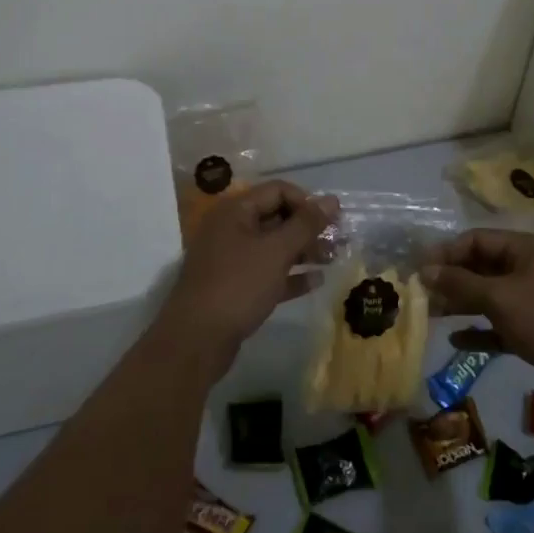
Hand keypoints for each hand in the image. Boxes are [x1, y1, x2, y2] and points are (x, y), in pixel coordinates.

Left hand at [158, 180, 336, 369]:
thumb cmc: (238, 285)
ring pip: (274, 247)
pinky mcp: (235, 287)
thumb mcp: (276, 251)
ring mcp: (231, 260)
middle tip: (338, 241)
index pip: (278, 191)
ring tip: (333, 260)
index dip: (307, 202)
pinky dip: (291, 275)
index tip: (332, 220)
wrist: (196, 341)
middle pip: (277, 218)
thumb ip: (306, 224)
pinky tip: (316, 282)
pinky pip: (268, 272)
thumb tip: (332, 200)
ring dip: (304, 251)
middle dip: (309, 228)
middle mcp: (231, 229)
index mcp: (235, 211)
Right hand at [421, 230, 533, 399]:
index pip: (478, 240)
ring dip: (461, 303)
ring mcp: (532, 298)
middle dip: (452, 279)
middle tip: (421, 294)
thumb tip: (425, 271)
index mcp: (526, 249)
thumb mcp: (500, 298)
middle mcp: (528, 267)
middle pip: (482, 267)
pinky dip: (479, 329)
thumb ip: (461, 284)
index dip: (448, 252)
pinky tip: (456, 340)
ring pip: (489, 295)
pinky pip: (499, 322)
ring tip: (431, 314)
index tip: (420, 269)